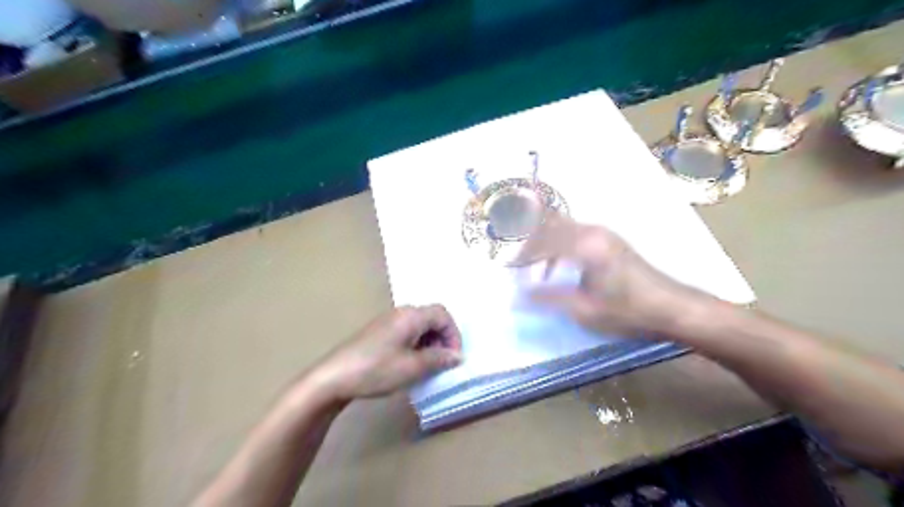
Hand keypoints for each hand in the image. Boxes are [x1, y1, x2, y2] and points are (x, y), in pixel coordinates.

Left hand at [312, 307, 464, 401]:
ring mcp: (387, 320)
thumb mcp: (412, 367)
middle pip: (431, 318)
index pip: (443, 315)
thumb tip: (458, 356)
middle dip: (442, 339)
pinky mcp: (378, 331)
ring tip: (426, 366)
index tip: (453, 358)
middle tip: (442, 363)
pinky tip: (409, 363)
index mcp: (411, 316)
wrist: (332, 377)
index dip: (453, 335)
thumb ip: (439, 359)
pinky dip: (416, 344)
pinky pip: (406, 331)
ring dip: (429, 343)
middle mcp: (400, 312)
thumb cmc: (376, 370)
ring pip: (419, 325)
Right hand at [515, 214, 713, 335]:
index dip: (522, 256)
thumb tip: (517, 297)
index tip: (509, 270)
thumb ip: (548, 298)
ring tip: (534, 266)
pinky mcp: (608, 238)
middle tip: (517, 265)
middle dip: (529, 243)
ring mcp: (602, 232)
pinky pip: (573, 231)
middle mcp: (592, 231)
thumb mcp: (584, 310)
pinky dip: (558, 243)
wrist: (671, 307)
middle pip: (549, 225)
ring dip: (544, 242)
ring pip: (561, 226)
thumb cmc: (628, 311)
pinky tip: (557, 264)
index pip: (541, 242)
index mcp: (585, 245)